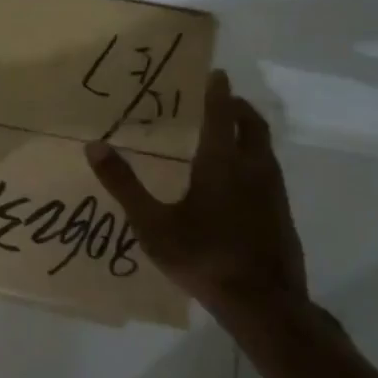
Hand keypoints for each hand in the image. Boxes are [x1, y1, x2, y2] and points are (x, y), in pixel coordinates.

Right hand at [86, 69, 307, 311]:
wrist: (264, 304)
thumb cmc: (204, 257)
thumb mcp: (152, 225)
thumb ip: (124, 185)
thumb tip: (94, 147)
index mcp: (221, 163)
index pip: (220, 114)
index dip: (217, 91)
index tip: (217, 72)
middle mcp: (252, 168)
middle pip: (252, 124)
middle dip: (238, 107)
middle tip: (223, 99)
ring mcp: (273, 191)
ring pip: (265, 147)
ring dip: (249, 131)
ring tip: (230, 132)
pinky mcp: (282, 213)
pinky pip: (269, 170)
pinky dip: (255, 157)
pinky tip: (240, 180)